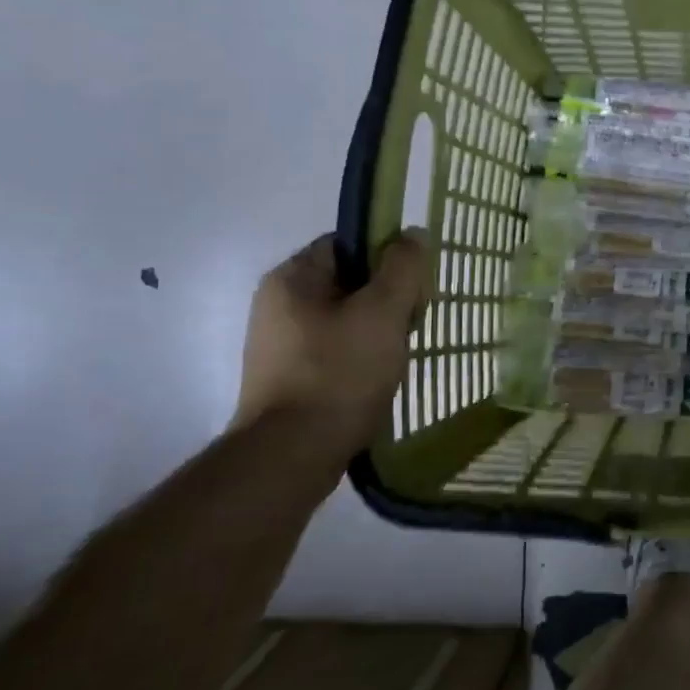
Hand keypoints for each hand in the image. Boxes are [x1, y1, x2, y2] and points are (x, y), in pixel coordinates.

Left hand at [234, 229, 432, 457]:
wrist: (291, 456)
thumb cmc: (340, 372)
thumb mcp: (383, 311)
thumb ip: (403, 267)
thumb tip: (413, 234)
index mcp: (292, 277)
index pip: (349, 244)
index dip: (387, 258)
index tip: (413, 286)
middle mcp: (277, 304)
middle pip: (350, 282)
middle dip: (387, 299)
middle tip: (410, 324)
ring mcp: (279, 344)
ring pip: (346, 318)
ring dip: (377, 331)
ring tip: (396, 356)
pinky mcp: (287, 377)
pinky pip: (334, 350)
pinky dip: (360, 357)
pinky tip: (378, 377)